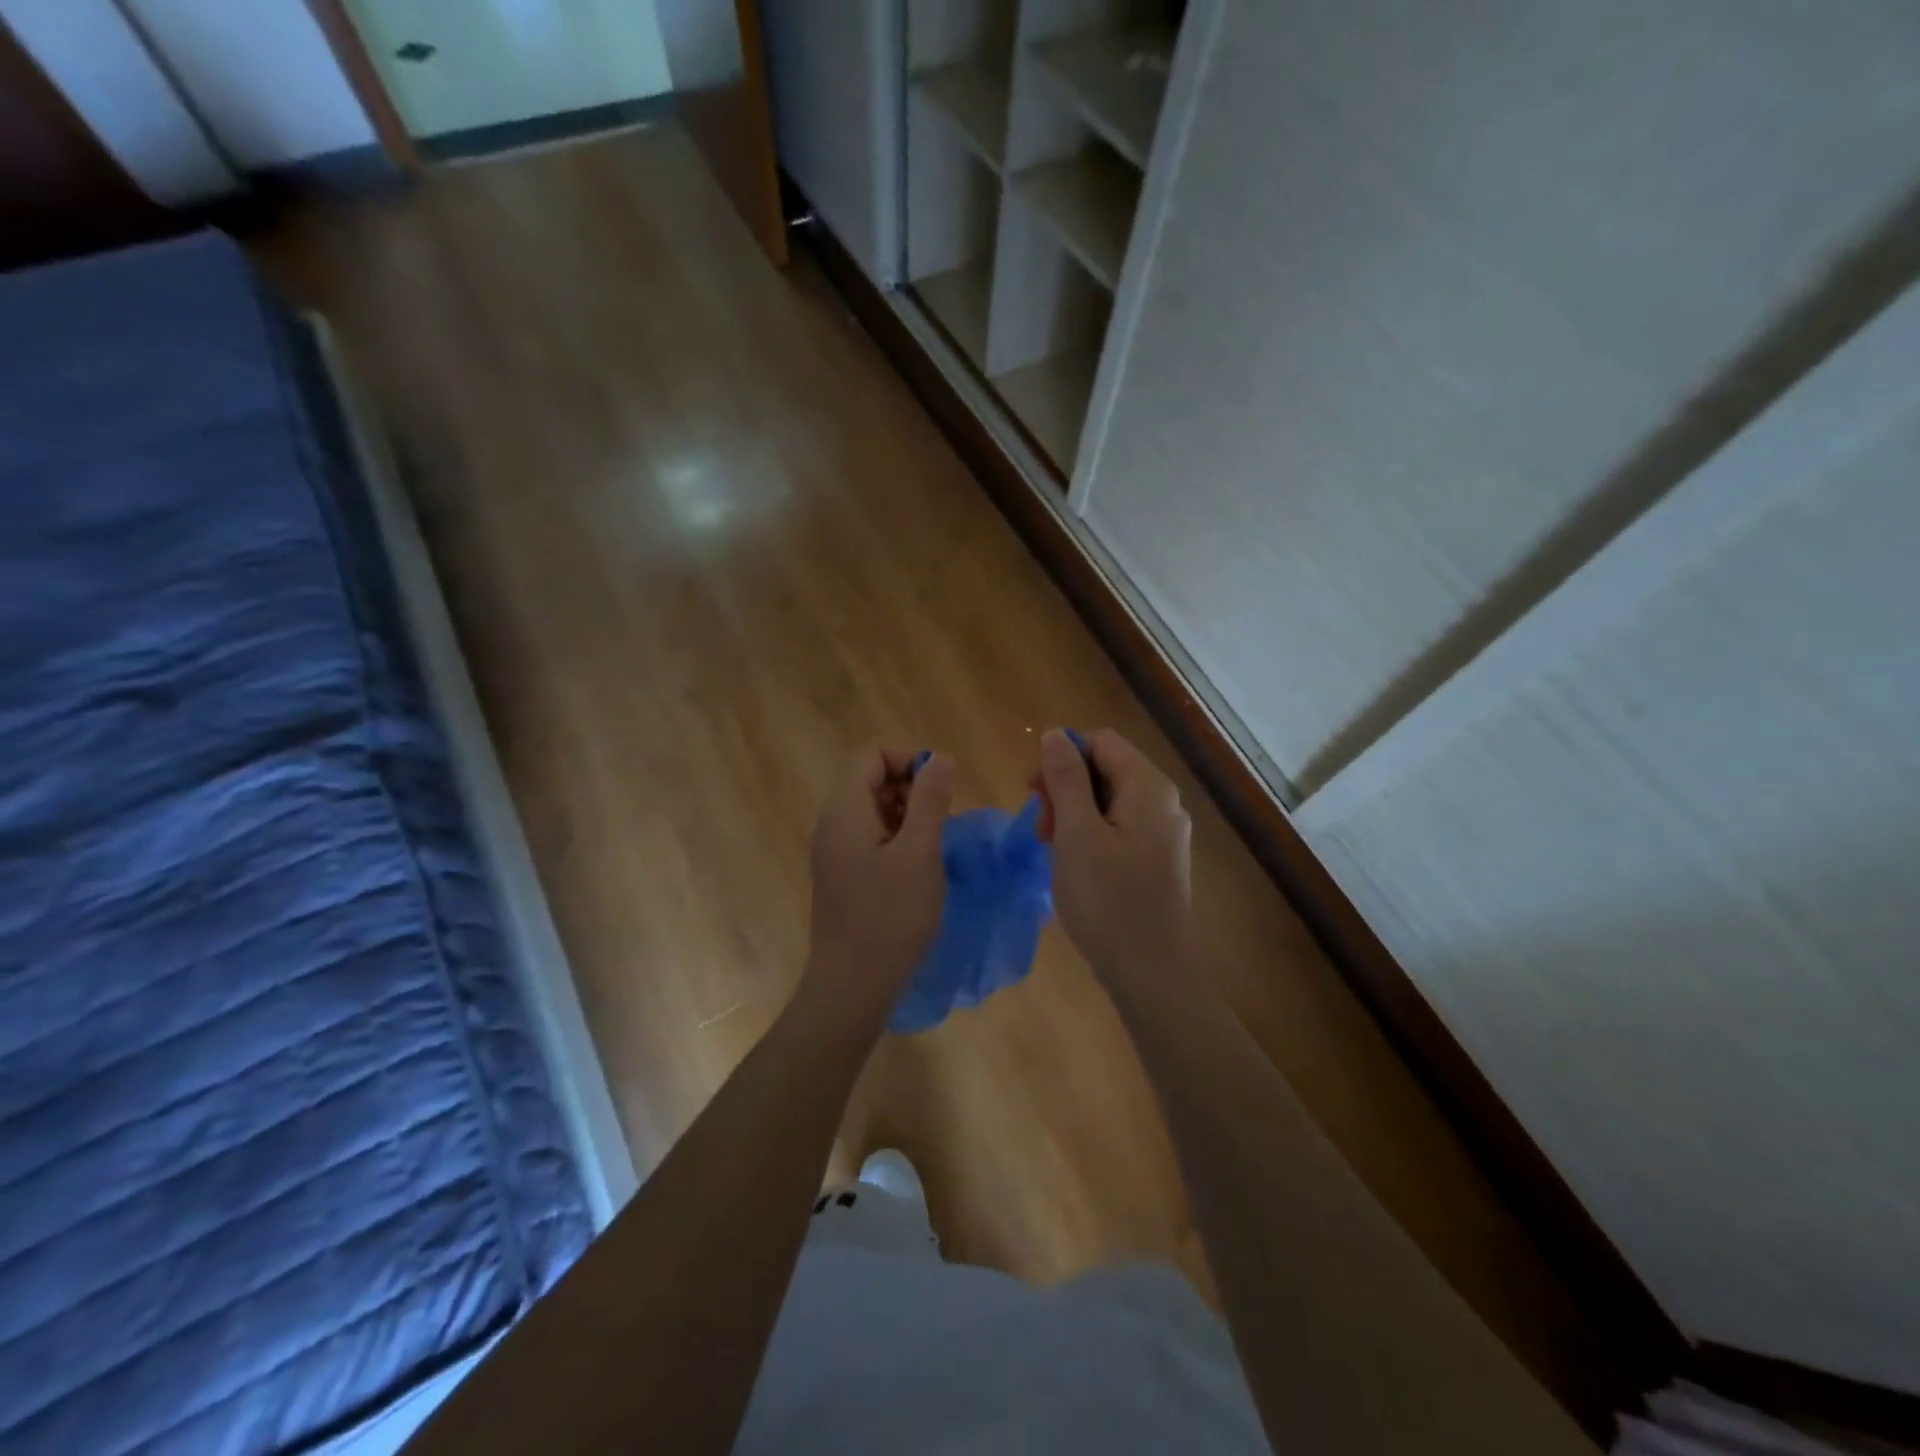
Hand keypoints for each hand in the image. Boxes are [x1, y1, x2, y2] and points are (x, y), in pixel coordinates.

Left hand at [797, 747, 953, 1036]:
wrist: (852, 986)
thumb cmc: (890, 917)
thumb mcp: (920, 853)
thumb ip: (930, 800)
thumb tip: (939, 758)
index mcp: (845, 811)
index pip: (870, 755)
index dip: (908, 759)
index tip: (943, 783)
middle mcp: (832, 824)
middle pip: (868, 779)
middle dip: (909, 784)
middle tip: (944, 814)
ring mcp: (833, 852)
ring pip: (870, 808)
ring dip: (906, 811)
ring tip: (935, 839)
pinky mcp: (841, 875)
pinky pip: (868, 836)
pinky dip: (896, 835)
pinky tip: (919, 863)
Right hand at [1034, 728, 1191, 994]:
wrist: (1151, 971)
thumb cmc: (1108, 900)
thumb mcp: (1076, 833)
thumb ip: (1065, 778)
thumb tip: (1055, 734)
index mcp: (1148, 787)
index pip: (1101, 741)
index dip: (1062, 756)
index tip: (1034, 791)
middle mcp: (1163, 802)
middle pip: (1106, 768)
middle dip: (1065, 787)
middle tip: (1040, 826)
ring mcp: (1162, 833)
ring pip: (1108, 800)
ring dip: (1073, 813)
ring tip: (1051, 847)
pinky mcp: (1156, 859)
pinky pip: (1117, 828)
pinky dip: (1089, 834)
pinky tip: (1072, 863)